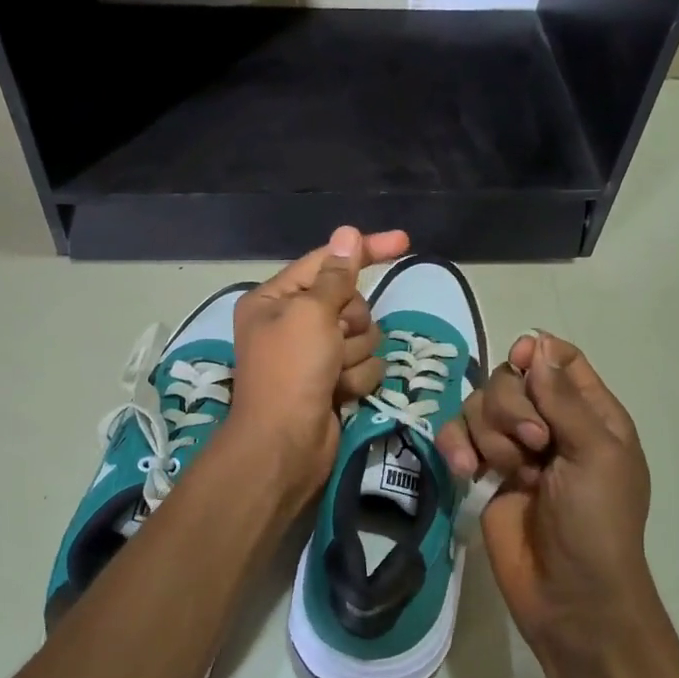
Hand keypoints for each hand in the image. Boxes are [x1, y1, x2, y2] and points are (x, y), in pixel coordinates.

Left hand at [228, 226, 409, 495]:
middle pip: (350, 302)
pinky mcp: (332, 382)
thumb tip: (346, 233)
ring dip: (354, 354)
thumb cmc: (291, 370)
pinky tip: (338, 394)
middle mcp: (292, 322)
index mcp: (275, 299)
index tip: (404, 241)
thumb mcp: (311, 313)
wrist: (285, 444)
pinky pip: (364, 365)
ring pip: (363, 336)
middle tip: (333, 341)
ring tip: (332, 374)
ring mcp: (314, 355)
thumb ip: (336, 275)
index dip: (365, 250)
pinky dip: (356, 379)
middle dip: (351, 323)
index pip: (327, 261)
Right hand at [435, 334, 658, 660]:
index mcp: (589, 414)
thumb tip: (537, 341)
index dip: (535, 353)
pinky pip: (457, 437)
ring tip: (505, 471)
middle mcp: (549, 423)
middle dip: (511, 407)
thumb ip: (563, 398)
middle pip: (510, 378)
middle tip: (533, 445)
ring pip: (480, 406)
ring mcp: (513, 449)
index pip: (558, 359)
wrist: (569, 595)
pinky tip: (464, 470)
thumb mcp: (594, 454)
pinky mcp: (482, 472)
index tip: (521, 362)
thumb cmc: (598, 522)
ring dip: (488, 433)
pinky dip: (456, 447)